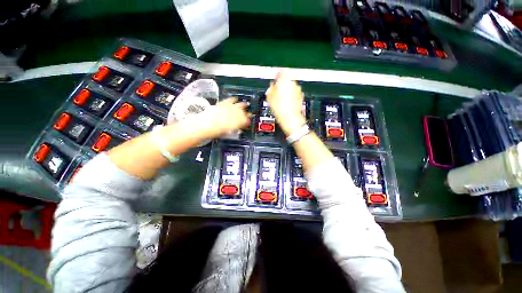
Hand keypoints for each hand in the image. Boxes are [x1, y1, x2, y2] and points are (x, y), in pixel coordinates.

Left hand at [179, 98, 250, 139]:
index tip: (248, 121)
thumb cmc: (216, 131)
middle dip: (246, 112)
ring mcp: (229, 108)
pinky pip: (230, 100)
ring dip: (242, 105)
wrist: (204, 124)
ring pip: (239, 104)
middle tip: (248, 113)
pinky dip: (233, 99)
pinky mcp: (223, 103)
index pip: (246, 120)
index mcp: (237, 122)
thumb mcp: (227, 131)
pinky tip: (235, 99)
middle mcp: (235, 114)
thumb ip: (234, 128)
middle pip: (243, 111)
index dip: (247, 120)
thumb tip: (238, 127)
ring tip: (244, 104)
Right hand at [266, 71, 306, 134]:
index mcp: (285, 81)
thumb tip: (271, 86)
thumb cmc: (280, 109)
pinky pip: (294, 93)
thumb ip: (270, 89)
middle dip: (282, 85)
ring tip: (281, 100)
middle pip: (287, 80)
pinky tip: (286, 103)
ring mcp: (298, 90)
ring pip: (291, 87)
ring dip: (286, 91)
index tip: (275, 81)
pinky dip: (291, 96)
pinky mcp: (301, 96)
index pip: (282, 72)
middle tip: (276, 93)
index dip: (278, 76)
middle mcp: (293, 83)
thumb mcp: (270, 98)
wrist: (290, 118)